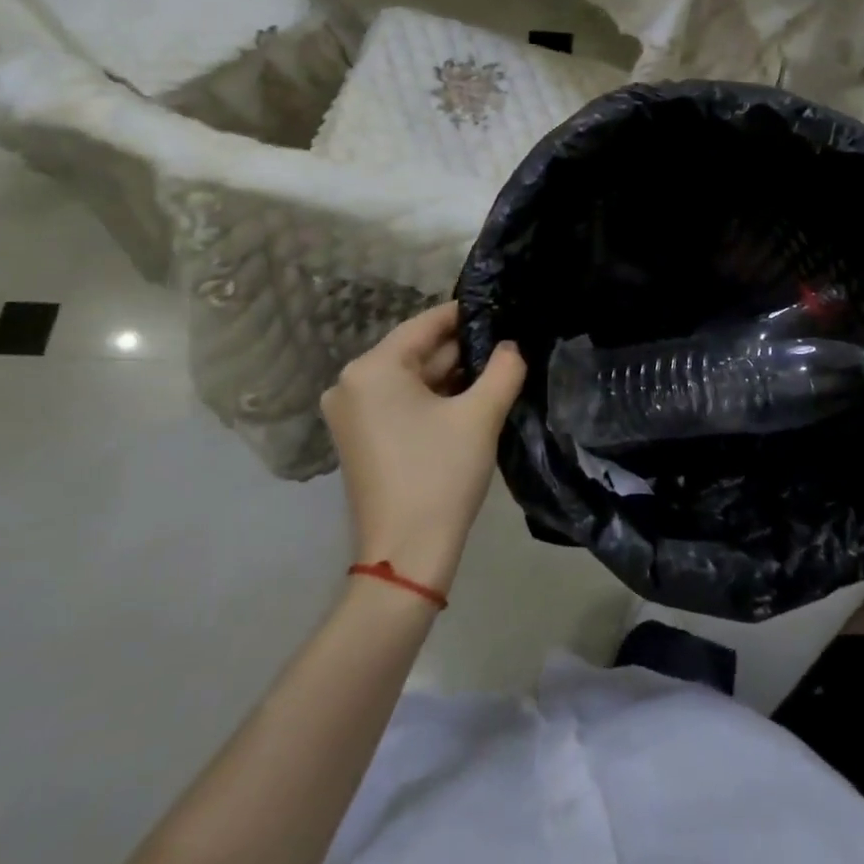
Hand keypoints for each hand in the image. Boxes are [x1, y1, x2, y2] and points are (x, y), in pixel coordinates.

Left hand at [320, 302, 526, 593]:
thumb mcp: (480, 416)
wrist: (406, 555)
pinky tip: (470, 399)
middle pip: (415, 352)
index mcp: (371, 369)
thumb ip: (504, 369)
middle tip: (508, 343)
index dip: (464, 315)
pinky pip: (400, 403)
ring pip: (410, 379)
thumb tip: (512, 346)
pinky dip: (432, 400)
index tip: (500, 308)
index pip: (424, 325)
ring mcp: (351, 413)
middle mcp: (351, 383)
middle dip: (462, 350)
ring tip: (498, 368)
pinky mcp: (360, 438)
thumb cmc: (440, 475)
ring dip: (450, 376)